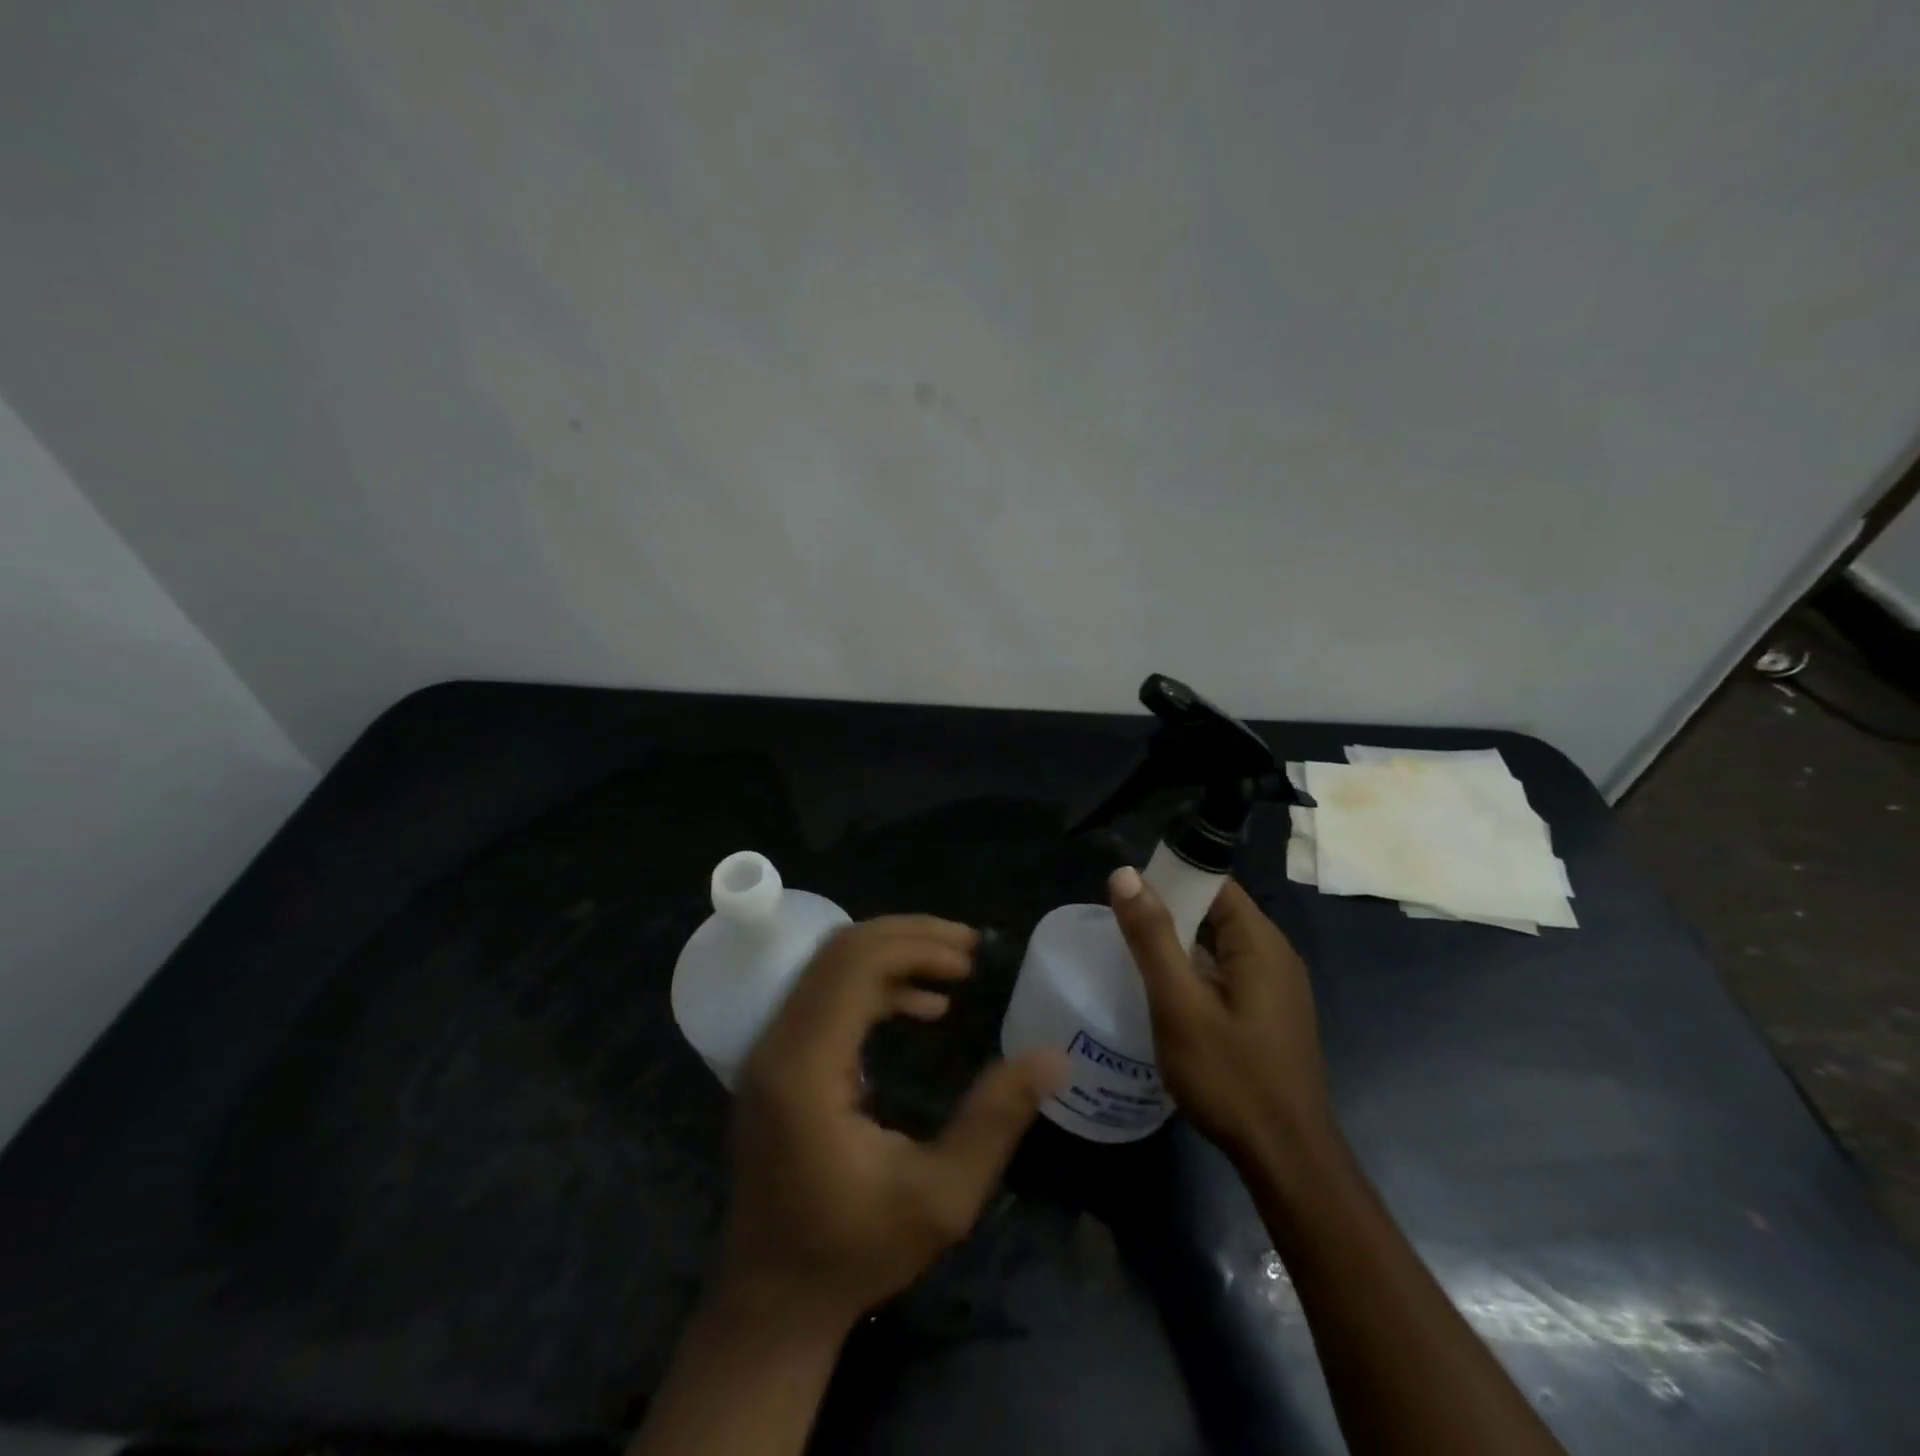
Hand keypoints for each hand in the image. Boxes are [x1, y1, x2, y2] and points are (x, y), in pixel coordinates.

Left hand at [718, 916, 1066, 1332]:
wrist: (773, 1299)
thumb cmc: (855, 1251)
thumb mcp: (942, 1198)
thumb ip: (995, 1120)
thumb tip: (1052, 1057)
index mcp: (805, 1068)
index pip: (854, 965)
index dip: (916, 946)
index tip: (971, 957)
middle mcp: (778, 1043)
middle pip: (839, 951)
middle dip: (908, 937)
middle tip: (968, 949)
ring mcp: (770, 1049)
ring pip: (830, 966)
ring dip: (892, 955)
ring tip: (954, 969)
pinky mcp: (777, 1060)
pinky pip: (825, 994)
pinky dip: (874, 984)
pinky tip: (921, 1006)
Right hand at [1109, 869, 1331, 1170]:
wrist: (1287, 1160)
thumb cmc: (1231, 1077)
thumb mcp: (1179, 1004)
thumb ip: (1152, 937)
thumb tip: (1125, 874)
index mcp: (1260, 942)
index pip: (1214, 884)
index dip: (1171, 878)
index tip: (1127, 893)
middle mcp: (1276, 956)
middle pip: (1217, 913)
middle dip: (1170, 913)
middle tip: (1122, 929)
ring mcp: (1277, 989)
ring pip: (1220, 947)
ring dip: (1180, 946)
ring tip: (1134, 959)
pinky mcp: (1271, 1016)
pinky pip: (1228, 975)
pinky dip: (1196, 974)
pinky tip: (1167, 997)